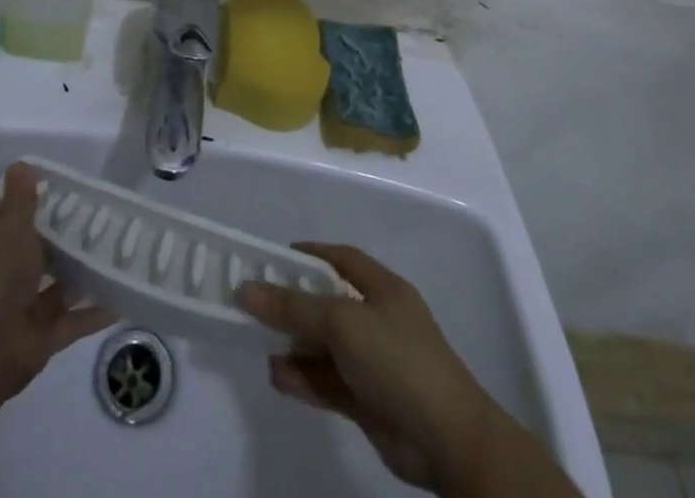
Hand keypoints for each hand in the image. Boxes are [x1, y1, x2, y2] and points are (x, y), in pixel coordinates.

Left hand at [0, 162, 114, 413]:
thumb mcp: (9, 225)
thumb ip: (21, 197)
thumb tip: (21, 164)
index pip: (8, 213)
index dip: (32, 201)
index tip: (66, 190)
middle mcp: (1, 270)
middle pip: (38, 247)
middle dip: (66, 236)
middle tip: (105, 217)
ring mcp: (22, 305)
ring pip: (59, 282)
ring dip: (84, 271)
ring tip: (121, 251)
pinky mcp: (42, 336)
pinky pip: (74, 319)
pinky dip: (95, 311)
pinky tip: (124, 295)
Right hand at [239, 244, 504, 495]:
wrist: (446, 440)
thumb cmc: (397, 359)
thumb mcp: (342, 322)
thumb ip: (294, 307)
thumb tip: (247, 289)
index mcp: (382, 288)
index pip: (341, 259)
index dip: (309, 255)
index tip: (273, 258)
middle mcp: (377, 319)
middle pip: (328, 303)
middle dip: (293, 304)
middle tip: (255, 304)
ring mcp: (373, 362)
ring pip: (324, 346)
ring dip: (294, 345)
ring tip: (259, 343)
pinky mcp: (366, 400)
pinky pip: (327, 382)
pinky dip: (303, 378)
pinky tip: (278, 376)